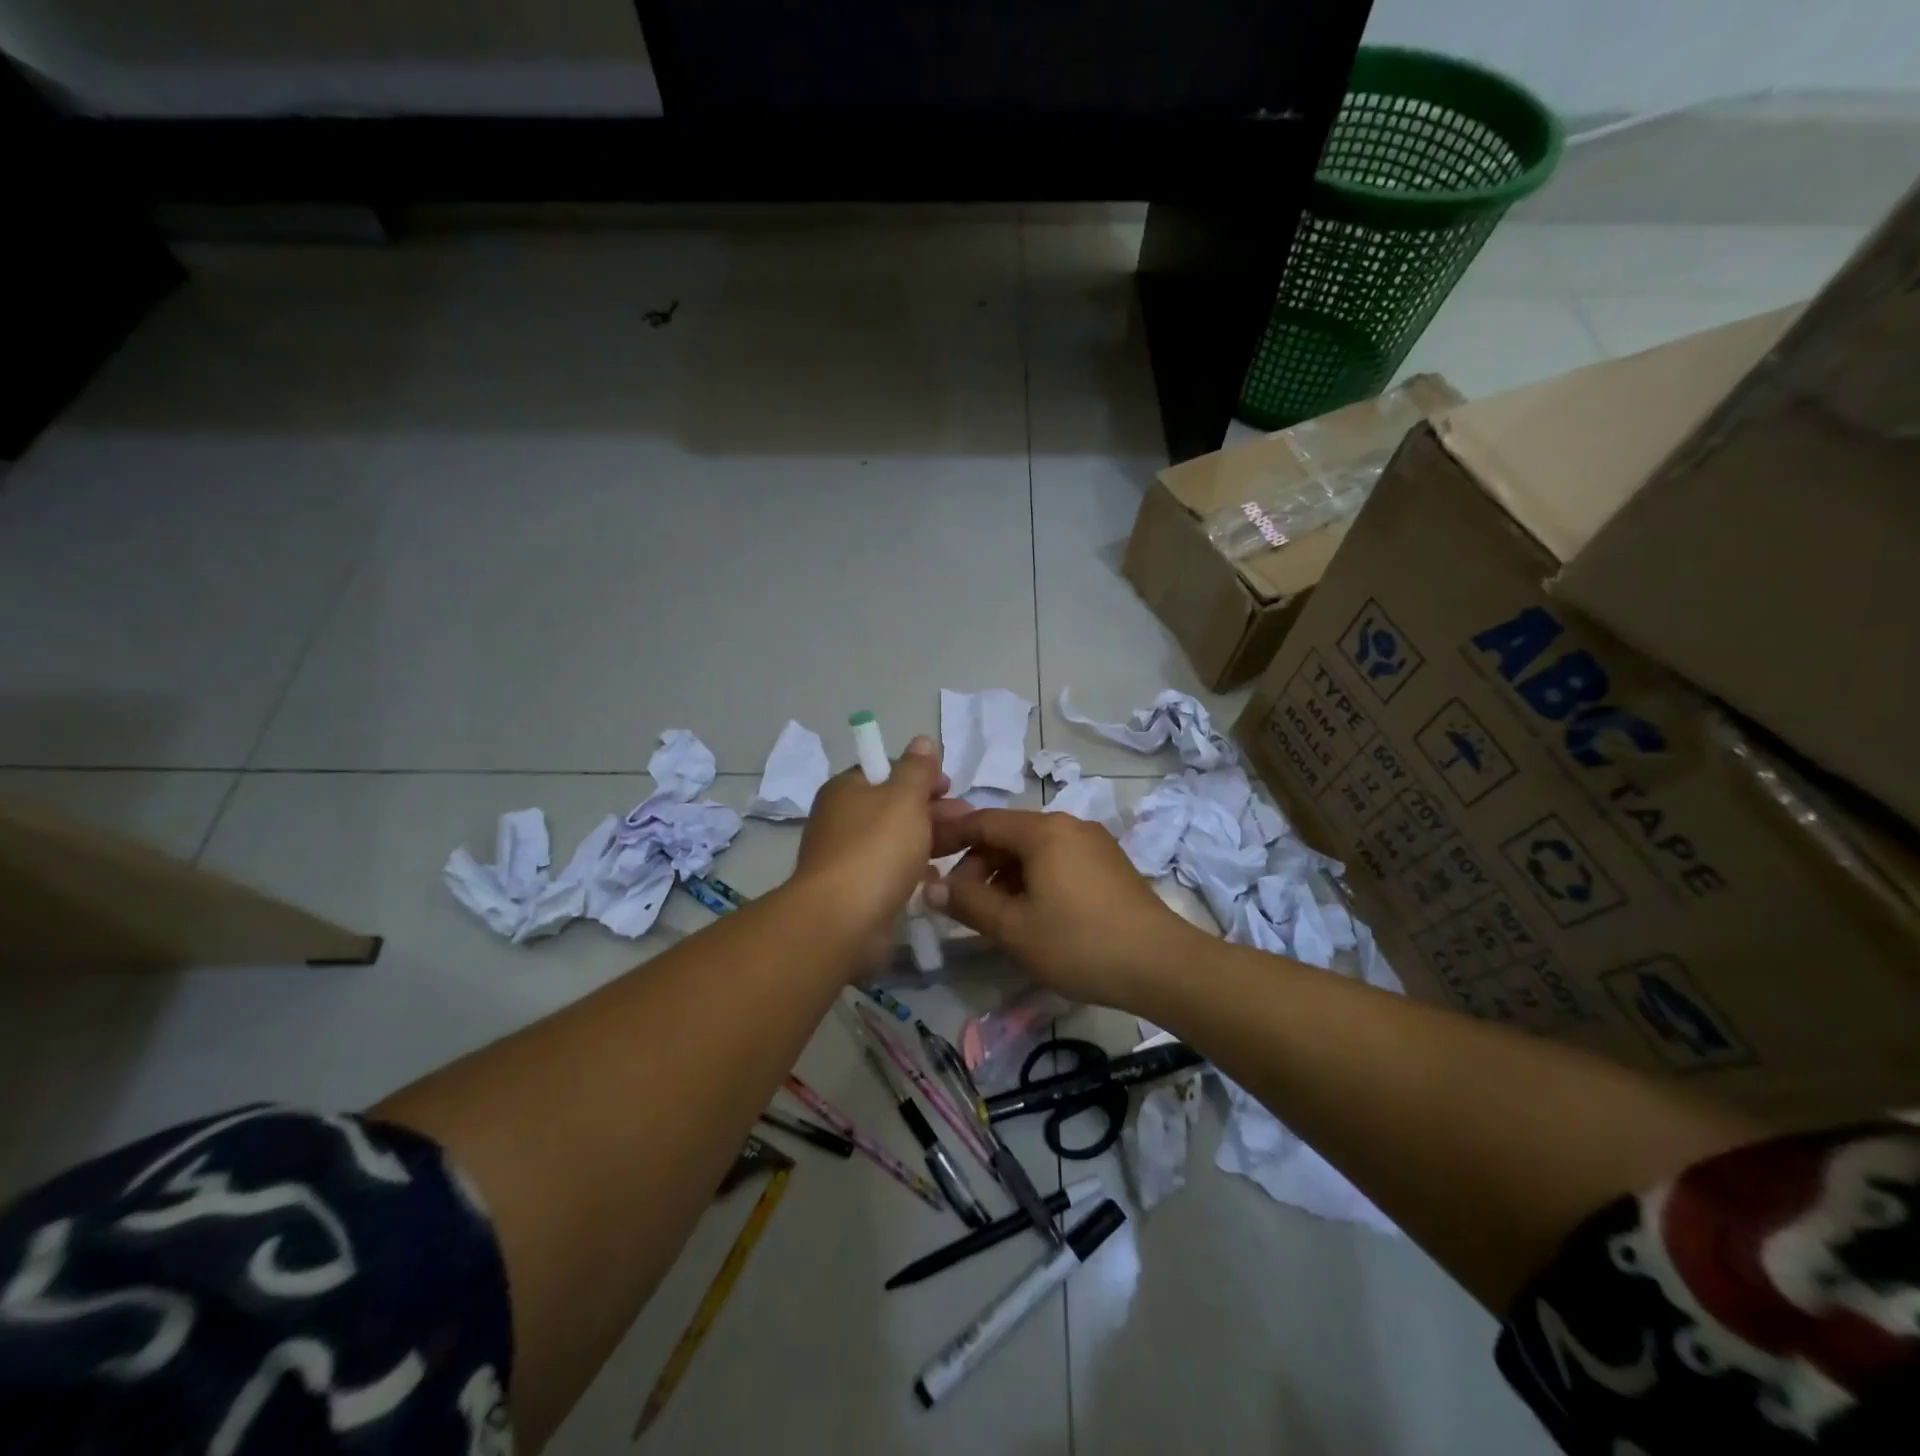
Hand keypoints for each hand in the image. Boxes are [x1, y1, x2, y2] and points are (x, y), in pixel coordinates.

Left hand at [791, 736, 946, 971]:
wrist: (842, 920)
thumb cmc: (876, 848)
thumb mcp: (904, 797)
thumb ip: (917, 769)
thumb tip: (921, 740)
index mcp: (846, 789)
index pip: (885, 770)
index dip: (919, 775)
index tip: (950, 786)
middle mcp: (841, 819)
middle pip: (892, 806)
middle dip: (931, 809)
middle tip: (966, 818)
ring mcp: (846, 857)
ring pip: (894, 840)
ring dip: (927, 840)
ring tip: (961, 847)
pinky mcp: (856, 891)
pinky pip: (890, 872)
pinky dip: (913, 871)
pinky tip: (936, 878)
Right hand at [925, 807, 1203, 1010]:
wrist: (1161, 965)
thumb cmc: (1080, 943)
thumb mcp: (1014, 929)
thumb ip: (969, 903)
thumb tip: (932, 886)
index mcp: (1043, 831)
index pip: (983, 821)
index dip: (949, 836)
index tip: (923, 856)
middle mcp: (1069, 824)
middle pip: (1009, 834)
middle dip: (978, 863)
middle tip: (960, 900)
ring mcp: (1093, 842)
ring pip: (1034, 849)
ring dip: (1005, 874)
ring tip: (993, 913)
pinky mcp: (1108, 863)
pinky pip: (1057, 860)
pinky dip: (1033, 878)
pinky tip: (1030, 912)